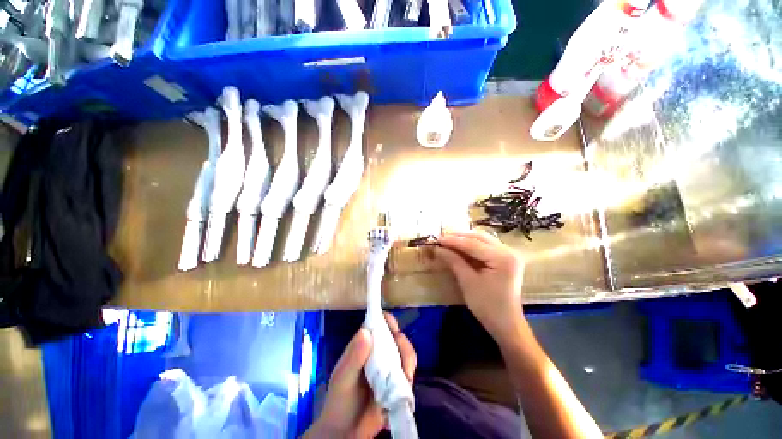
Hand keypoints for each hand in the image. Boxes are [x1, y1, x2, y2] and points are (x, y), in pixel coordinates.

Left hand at [306, 313, 415, 438]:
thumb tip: (366, 332)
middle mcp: (379, 354)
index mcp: (364, 346)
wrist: (345, 433)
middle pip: (395, 338)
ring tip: (404, 372)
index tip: (392, 323)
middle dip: (401, 342)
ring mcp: (389, 369)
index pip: (377, 326)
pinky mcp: (397, 385)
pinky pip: (408, 374)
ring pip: (405, 355)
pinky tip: (404, 384)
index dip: (386, 321)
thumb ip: (354, 357)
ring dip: (408, 359)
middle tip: (401, 351)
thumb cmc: (339, 400)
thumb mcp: (342, 378)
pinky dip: (409, 376)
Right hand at [435, 230, 525, 342]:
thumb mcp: (468, 282)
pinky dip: (472, 245)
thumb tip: (437, 248)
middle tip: (441, 238)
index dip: (453, 241)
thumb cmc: (487, 306)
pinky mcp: (505, 258)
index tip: (437, 239)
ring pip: (483, 239)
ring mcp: (509, 254)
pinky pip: (486, 246)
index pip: (473, 244)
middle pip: (479, 237)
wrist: (506, 324)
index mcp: (503, 258)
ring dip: (465, 239)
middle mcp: (508, 251)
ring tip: (448, 241)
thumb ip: (454, 261)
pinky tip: (460, 247)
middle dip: (459, 236)